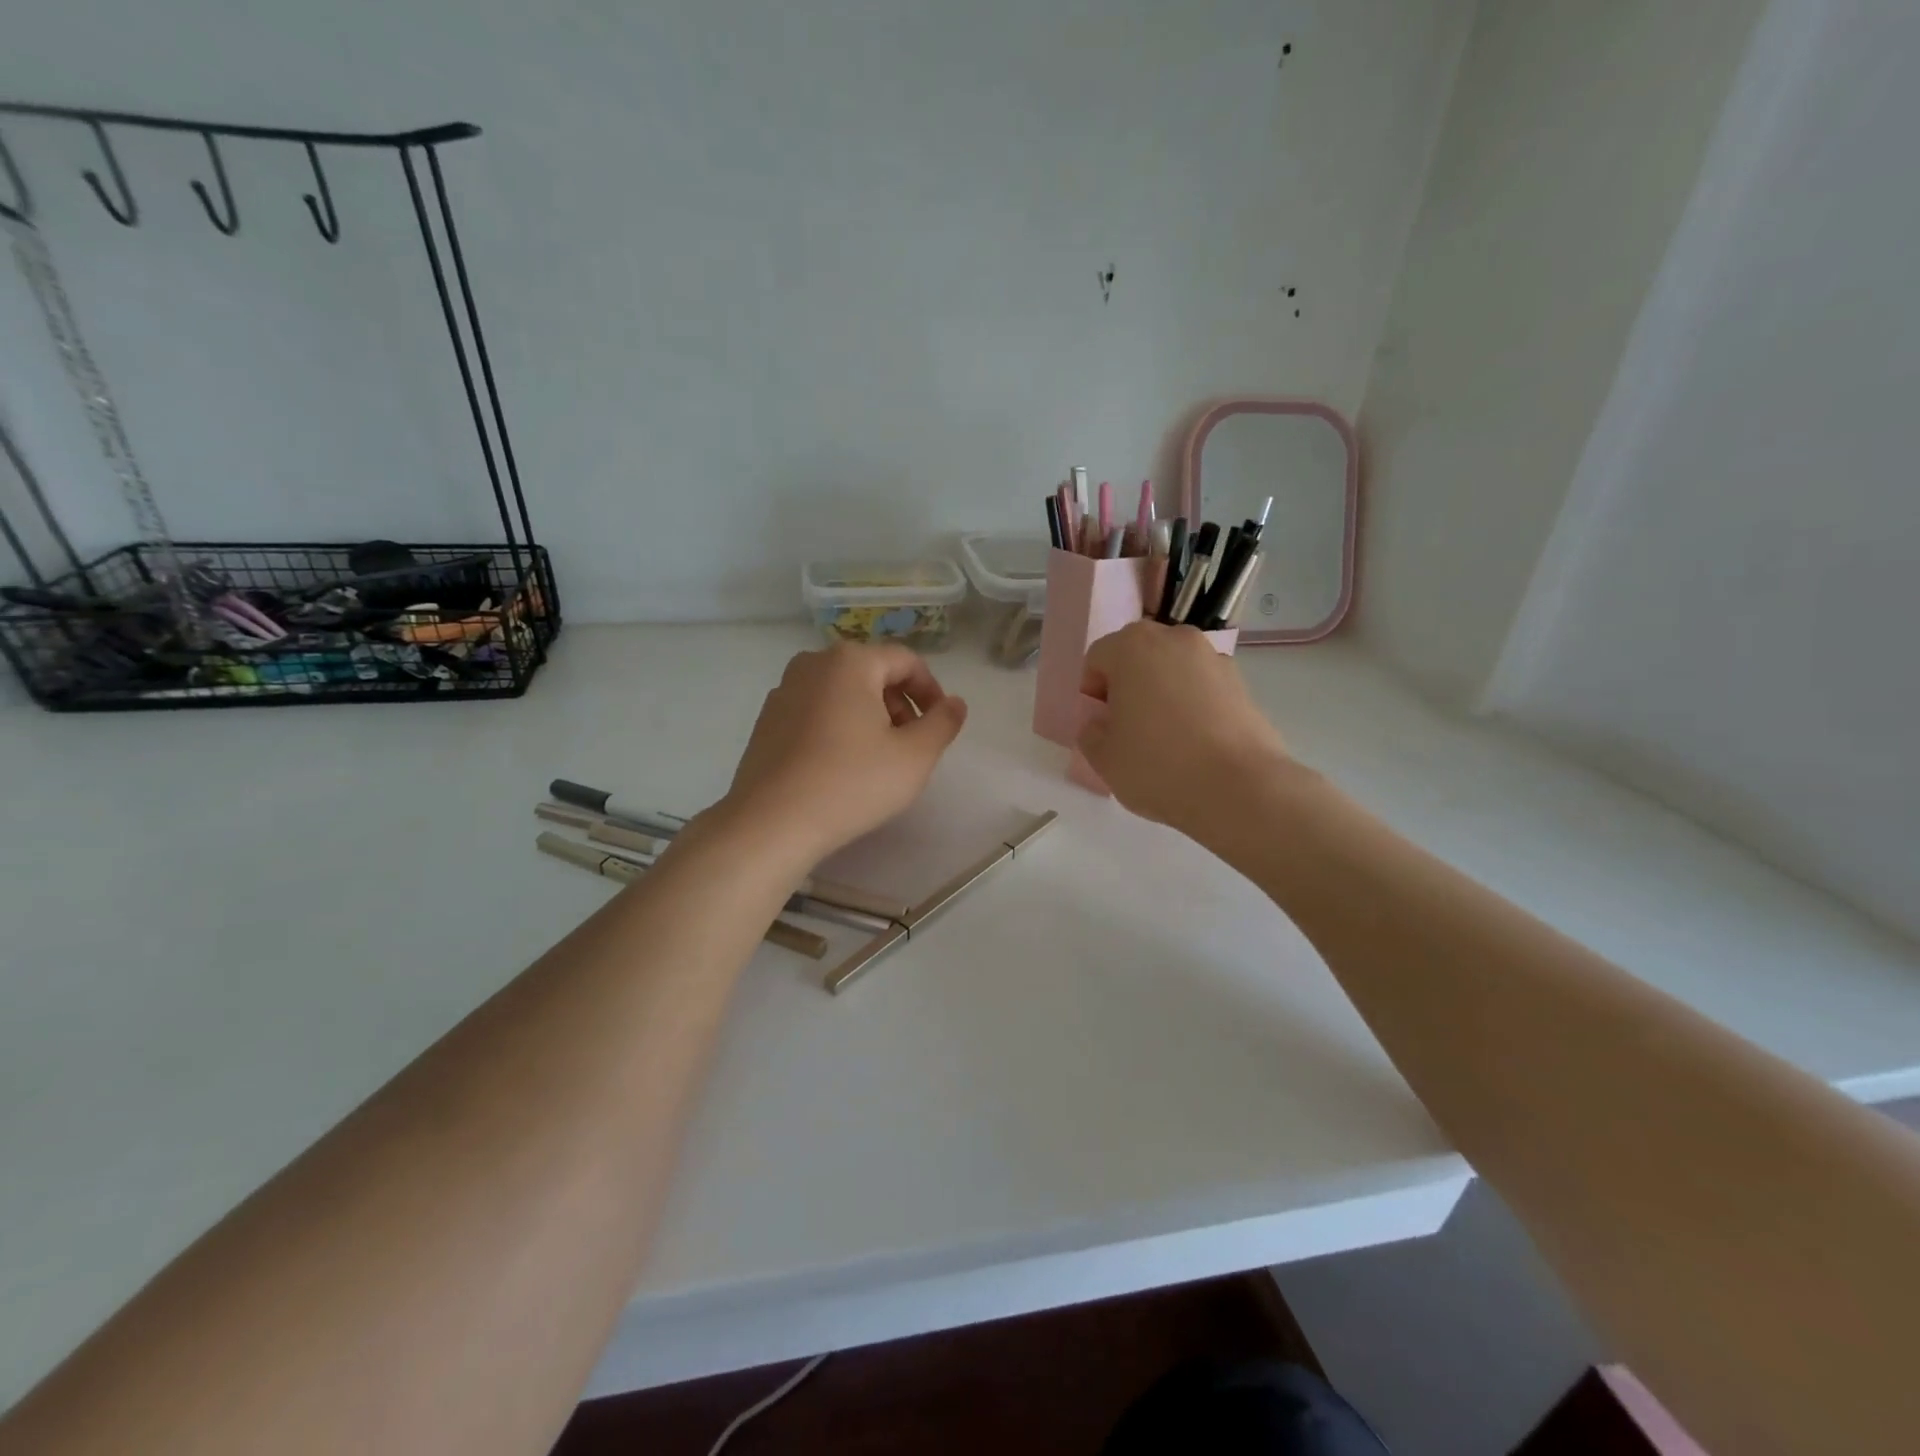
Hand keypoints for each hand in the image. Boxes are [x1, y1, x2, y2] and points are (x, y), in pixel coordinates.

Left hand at [719, 642, 968, 867]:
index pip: (906, 661)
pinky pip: (815, 711)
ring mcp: (783, 691)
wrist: (771, 823)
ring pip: (842, 692)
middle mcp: (812, 664)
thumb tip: (954, 704)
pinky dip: (838, 727)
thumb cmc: (851, 783)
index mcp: (850, 661)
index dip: (931, 691)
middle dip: (899, 704)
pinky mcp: (766, 720)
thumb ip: (943, 723)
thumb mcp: (915, 756)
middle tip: (911, 745)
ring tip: (878, 759)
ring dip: (869, 716)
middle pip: (872, 673)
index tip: (940, 725)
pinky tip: (841, 766)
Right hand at [1078, 621, 1289, 835]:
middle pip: (1137, 656)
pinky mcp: (1242, 683)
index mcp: (1132, 646)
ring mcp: (1213, 658)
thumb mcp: (1103, 757)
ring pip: (1172, 669)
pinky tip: (1194, 742)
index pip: (1097, 659)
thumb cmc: (1157, 765)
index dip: (1091, 693)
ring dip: (1162, 692)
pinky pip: (1202, 687)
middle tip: (1128, 727)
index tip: (1100, 725)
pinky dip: (1193, 704)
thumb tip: (1102, 723)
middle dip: (1128, 685)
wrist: (1238, 788)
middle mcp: (1174, 639)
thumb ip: (1091, 732)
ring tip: (1165, 737)